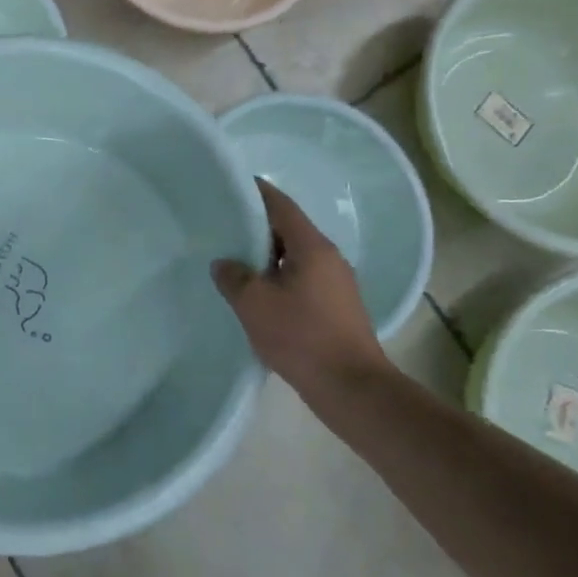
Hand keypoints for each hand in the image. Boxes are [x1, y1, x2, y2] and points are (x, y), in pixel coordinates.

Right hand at [211, 179, 391, 397]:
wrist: (353, 389)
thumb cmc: (301, 336)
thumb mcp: (254, 303)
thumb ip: (233, 276)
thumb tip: (224, 263)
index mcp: (312, 246)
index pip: (281, 205)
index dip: (256, 192)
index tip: (232, 187)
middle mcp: (329, 258)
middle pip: (289, 229)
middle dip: (257, 226)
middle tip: (224, 227)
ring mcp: (338, 284)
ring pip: (296, 256)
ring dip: (267, 256)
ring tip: (236, 261)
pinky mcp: (338, 308)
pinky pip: (303, 279)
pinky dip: (279, 277)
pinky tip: (259, 295)